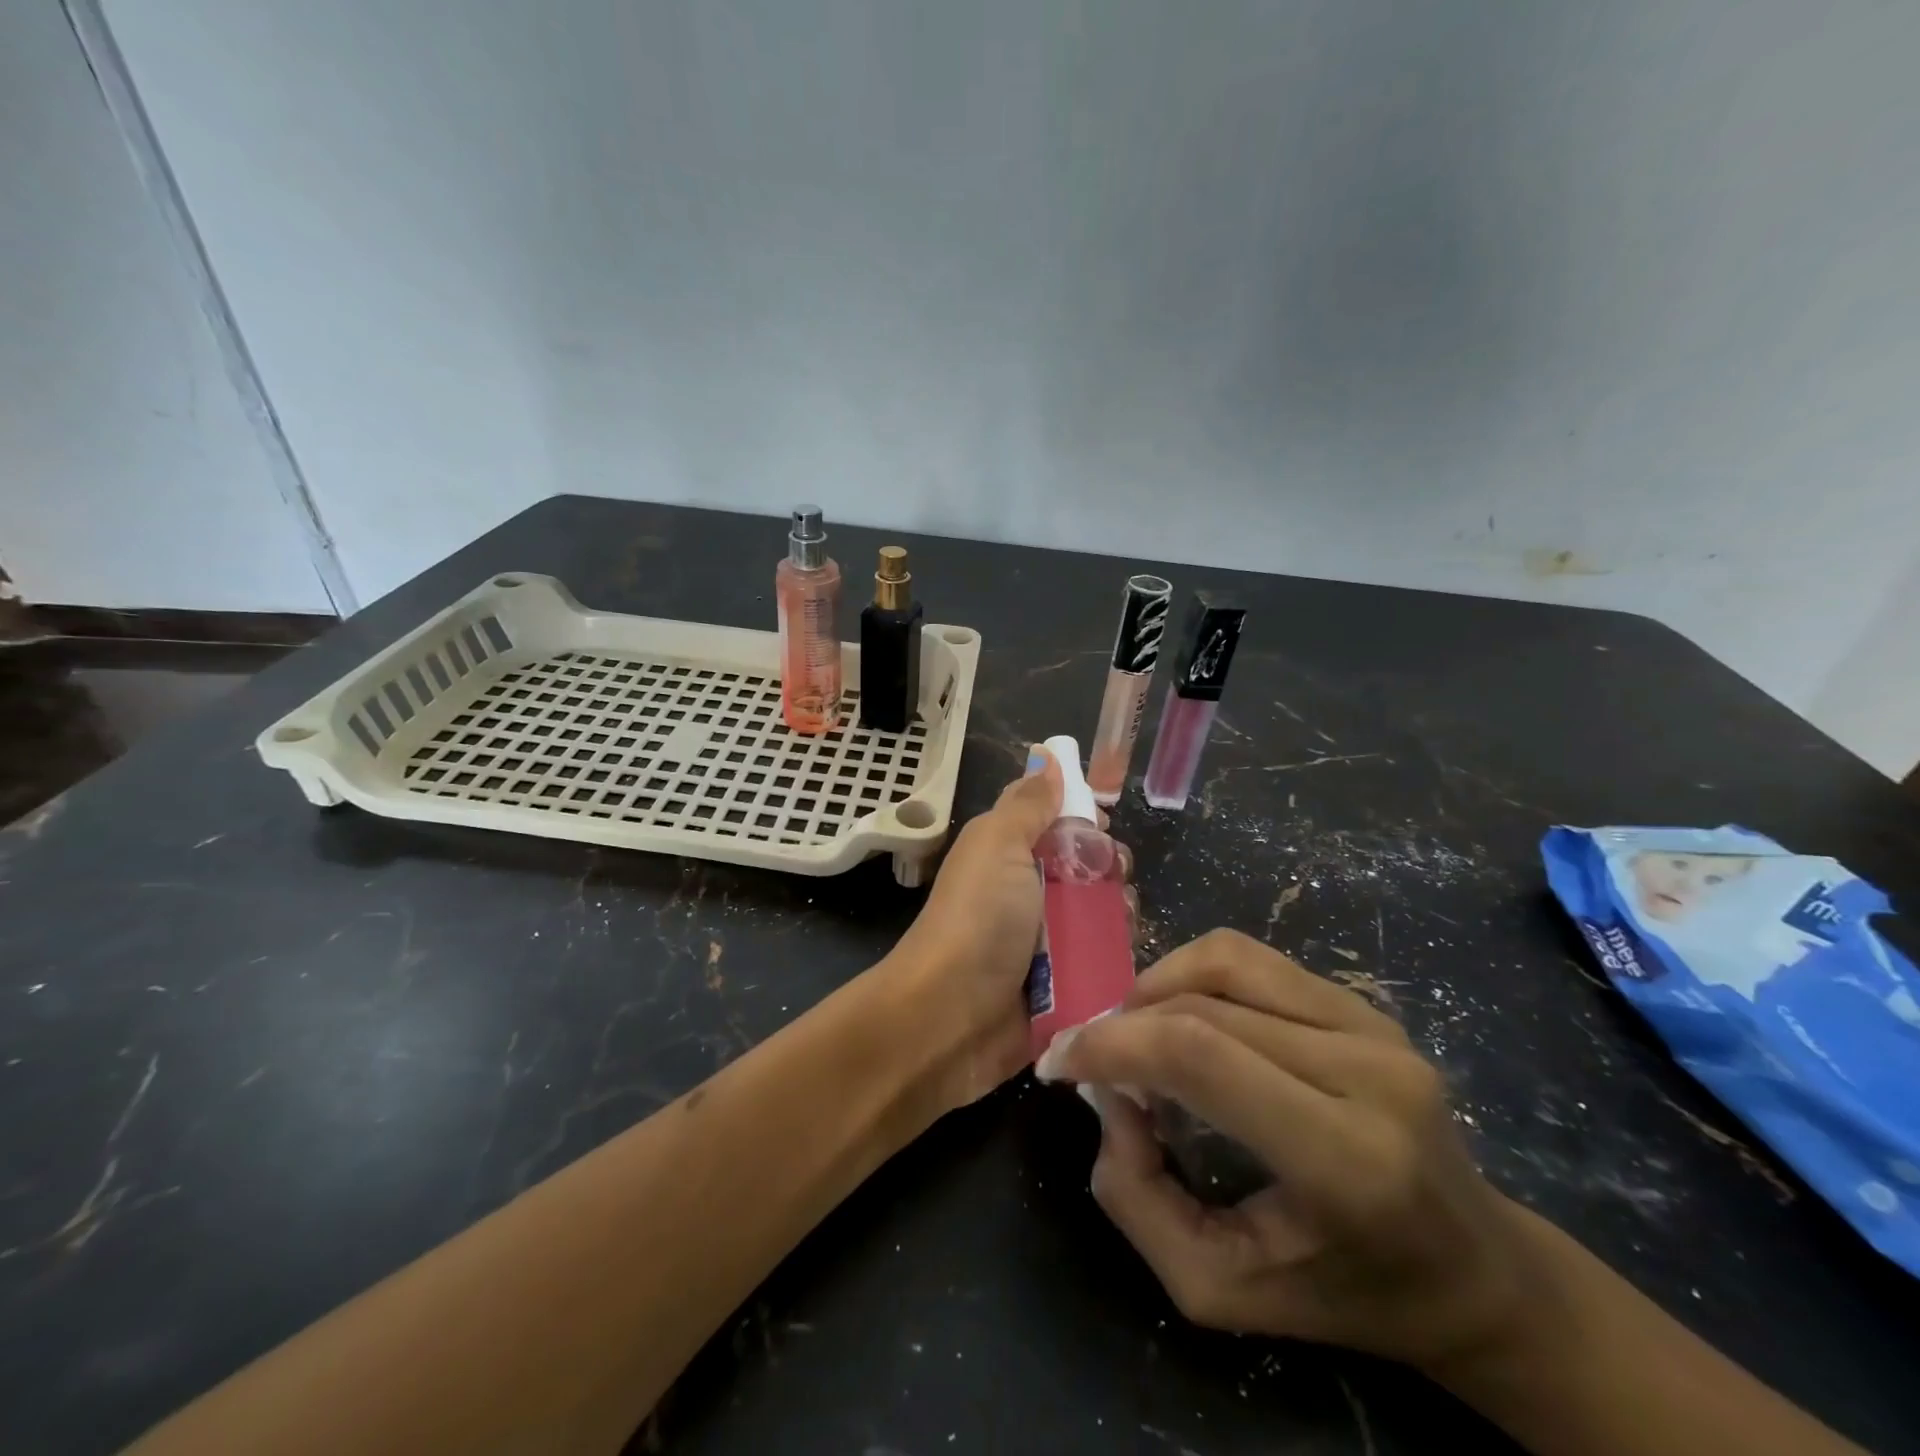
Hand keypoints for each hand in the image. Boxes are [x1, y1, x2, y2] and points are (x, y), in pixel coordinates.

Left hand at [888, 746, 1130, 1109]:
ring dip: (1116, 914)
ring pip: (1098, 916)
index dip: (1083, 818)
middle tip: (1113, 877)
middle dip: (1108, 869)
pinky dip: (1114, 956)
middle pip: (1085, 870)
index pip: (1055, 823)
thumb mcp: (999, 845)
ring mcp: (1043, 944)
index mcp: (1007, 854)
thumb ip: (1028, 804)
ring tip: (1121, 920)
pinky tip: (1124, 954)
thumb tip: (1048, 755)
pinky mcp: (1061, 988)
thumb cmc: (978, 918)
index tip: (1104, 825)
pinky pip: (1100, 962)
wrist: (950, 1018)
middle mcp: (1025, 894)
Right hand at [1036, 929, 1538, 1370]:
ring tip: (1135, 1032)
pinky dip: (1194, 977)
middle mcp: (1368, 1072)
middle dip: (1122, 1024)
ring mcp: (1374, 1026)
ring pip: (1224, 960)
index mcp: (1347, 1159)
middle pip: (1201, 1005)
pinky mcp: (1366, 1005)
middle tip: (1090, 1062)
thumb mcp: (1220, 1290)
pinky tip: (1184, 1017)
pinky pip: (1253, 960)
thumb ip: (1138, 1198)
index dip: (1112, 1044)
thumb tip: (1109, 1098)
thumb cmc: (1346, 1295)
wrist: (1476, 1272)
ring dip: (1156, 987)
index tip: (1062, 1063)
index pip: (1200, 1054)